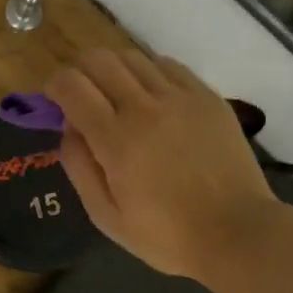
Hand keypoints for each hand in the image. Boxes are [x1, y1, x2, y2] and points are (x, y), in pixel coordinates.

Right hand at [46, 49, 279, 280]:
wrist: (237, 233)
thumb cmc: (166, 235)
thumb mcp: (105, 216)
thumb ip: (78, 166)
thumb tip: (68, 127)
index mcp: (116, 138)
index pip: (71, 85)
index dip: (54, 85)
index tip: (55, 100)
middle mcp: (145, 107)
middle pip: (99, 59)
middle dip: (80, 70)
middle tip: (82, 95)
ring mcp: (180, 97)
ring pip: (133, 57)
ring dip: (114, 70)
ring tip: (118, 96)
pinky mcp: (207, 97)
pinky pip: (168, 65)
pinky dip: (149, 72)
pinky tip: (152, 97)